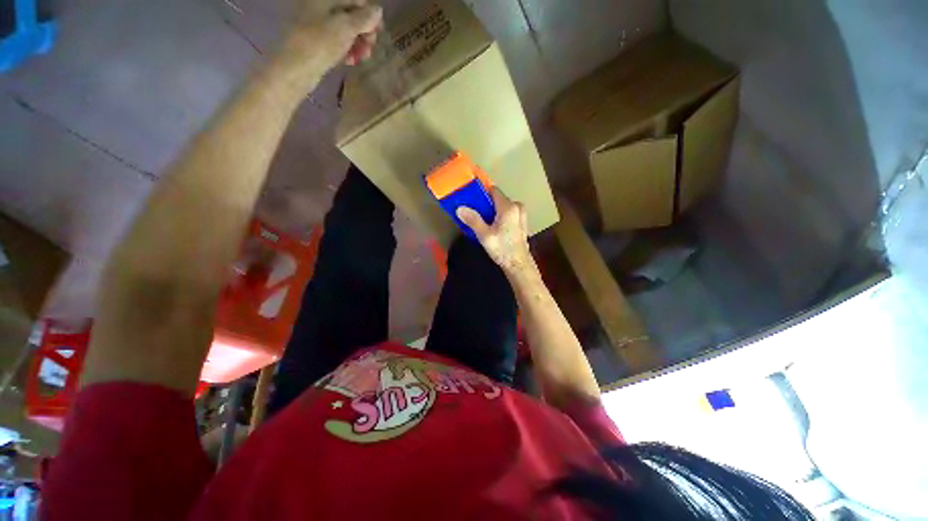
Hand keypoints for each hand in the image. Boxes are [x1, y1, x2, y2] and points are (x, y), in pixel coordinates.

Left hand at [282, 0, 382, 73]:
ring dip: (357, 44)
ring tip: (361, 59)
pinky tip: (350, 61)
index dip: (370, 16)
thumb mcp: (346, 27)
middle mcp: (321, 5)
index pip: (356, 0)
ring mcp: (317, 23)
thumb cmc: (321, 44)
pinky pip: (337, 41)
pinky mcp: (316, 40)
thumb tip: (378, 10)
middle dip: (364, 32)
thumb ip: (364, 18)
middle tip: (369, 49)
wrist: (296, 68)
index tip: (378, 34)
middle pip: (351, 15)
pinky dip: (347, 50)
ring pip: (346, 30)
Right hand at [457, 188, 534, 275]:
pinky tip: (493, 228)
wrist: (518, 264)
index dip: (482, 192)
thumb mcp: (484, 235)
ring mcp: (521, 214)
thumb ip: (473, 220)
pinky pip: (508, 213)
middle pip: (498, 198)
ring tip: (482, 222)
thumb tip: (460, 208)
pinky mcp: (521, 222)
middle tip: (474, 213)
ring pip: (503, 207)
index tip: (471, 198)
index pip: (493, 190)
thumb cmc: (502, 249)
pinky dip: (499, 216)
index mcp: (508, 207)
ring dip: (492, 211)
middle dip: (486, 204)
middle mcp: (517, 207)